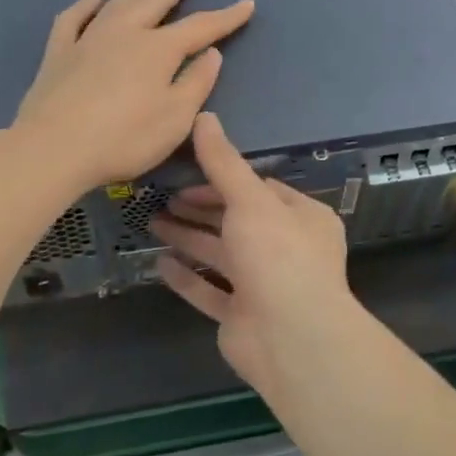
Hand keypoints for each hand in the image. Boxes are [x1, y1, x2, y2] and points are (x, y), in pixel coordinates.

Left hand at [13, 0, 253, 196]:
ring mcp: (88, 40)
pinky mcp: (59, 54)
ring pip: (116, 4)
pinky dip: (84, 6)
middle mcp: (125, 34)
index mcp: (159, 50)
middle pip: (154, 3)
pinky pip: (72, 20)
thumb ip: (196, 83)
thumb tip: (211, 53)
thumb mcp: (175, 118)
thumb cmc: (125, 138)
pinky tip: (91, 0)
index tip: (246, 4)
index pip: (201, 27)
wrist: (54, 148)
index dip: (227, 17)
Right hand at [151, 112, 359, 392]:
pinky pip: (210, 292)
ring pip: (221, 256)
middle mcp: (286, 249)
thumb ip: (224, 162)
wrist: (291, 338)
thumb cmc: (277, 256)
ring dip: (189, 238)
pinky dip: (188, 278)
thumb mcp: (250, 200)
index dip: (224, 180)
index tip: (189, 175)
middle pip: (237, 221)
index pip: (260, 190)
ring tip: (153, 222)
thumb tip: (204, 116)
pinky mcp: (242, 317)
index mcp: (302, 218)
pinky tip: (160, 264)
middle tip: (164, 197)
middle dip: (202, 209)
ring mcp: (264, 286)